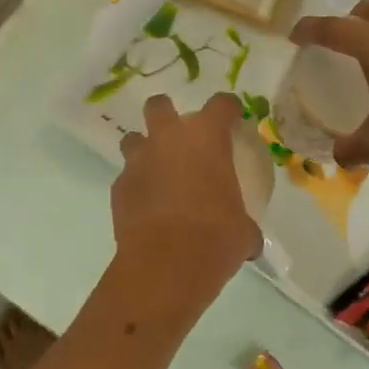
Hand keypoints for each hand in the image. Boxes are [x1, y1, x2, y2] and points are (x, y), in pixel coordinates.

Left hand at [112, 92, 262, 295]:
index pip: (221, 104)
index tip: (233, 118)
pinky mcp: (118, 188)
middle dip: (166, 113)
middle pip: (159, 105)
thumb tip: (250, 239)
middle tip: (179, 135)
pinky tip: (146, 206)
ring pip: (134, 139)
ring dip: (145, 149)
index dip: (228, 109)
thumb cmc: (216, 238)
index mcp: (207, 138)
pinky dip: (136, 186)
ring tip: (157, 170)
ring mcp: (138, 162)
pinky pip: (127, 178)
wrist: (166, 264)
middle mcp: (169, 139)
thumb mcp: (242, 230)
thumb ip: (245, 224)